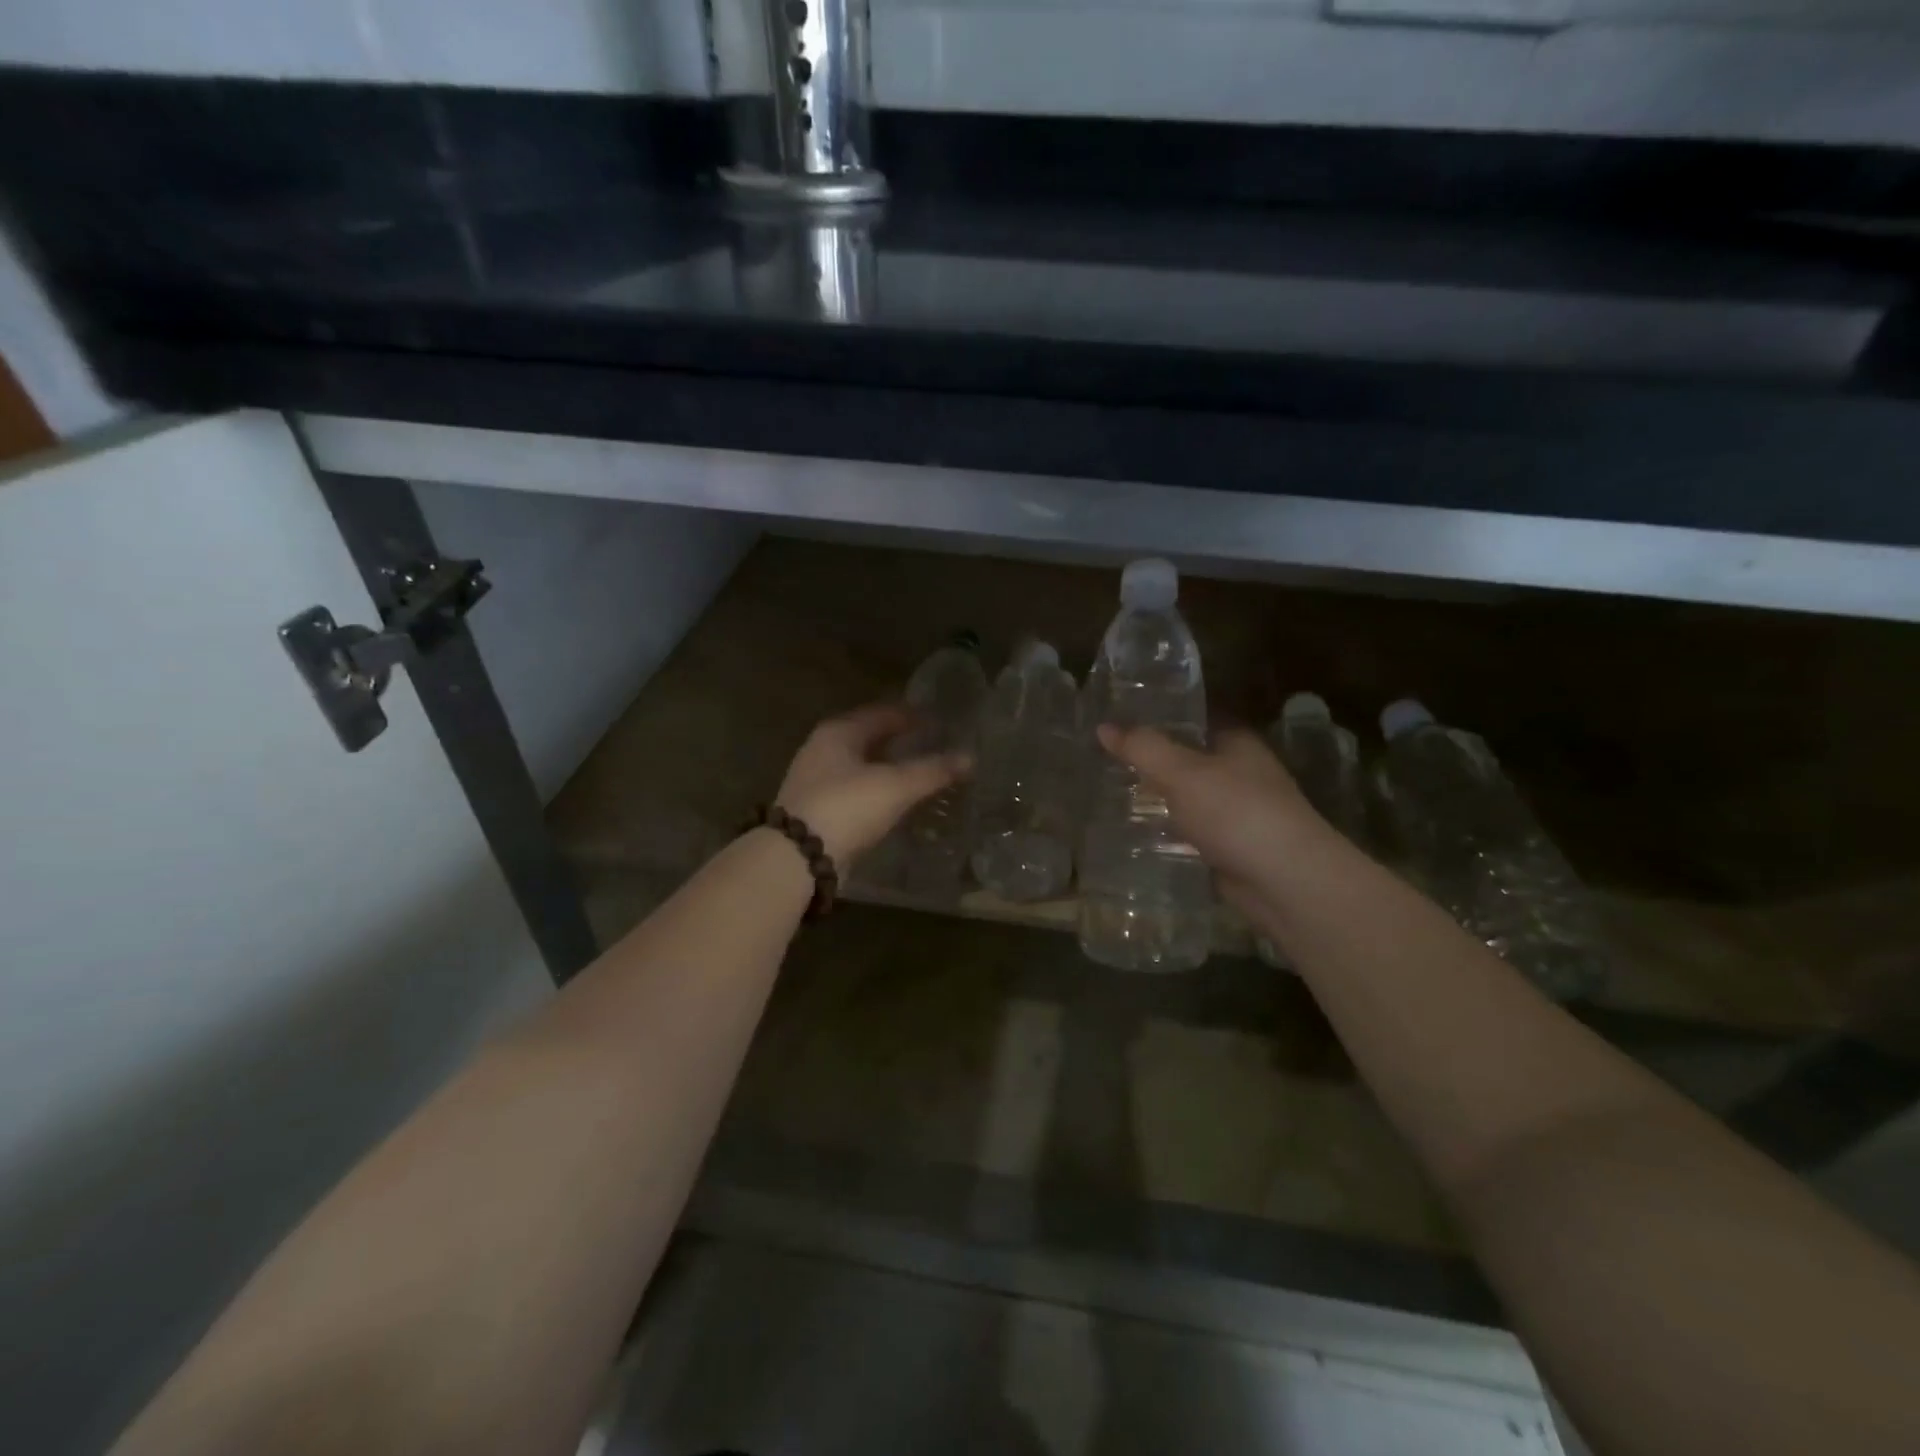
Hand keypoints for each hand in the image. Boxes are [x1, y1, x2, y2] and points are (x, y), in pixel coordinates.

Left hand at [776, 704, 967, 865]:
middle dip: (899, 741)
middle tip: (932, 746)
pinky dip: (876, 791)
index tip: (938, 721)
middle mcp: (822, 749)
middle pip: (869, 738)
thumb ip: (933, 771)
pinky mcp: (815, 810)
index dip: (912, 715)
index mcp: (839, 732)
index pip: (882, 713)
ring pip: (860, 766)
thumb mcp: (896, 786)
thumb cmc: (847, 806)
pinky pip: (854, 791)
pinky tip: (894, 802)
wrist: (797, 857)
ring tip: (918, 774)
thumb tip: (970, 757)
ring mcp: (815, 780)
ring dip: (887, 768)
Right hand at [1097, 724, 1328, 911]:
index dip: (1161, 714)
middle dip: (1153, 760)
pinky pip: (1191, 832)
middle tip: (1105, 758)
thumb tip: (1103, 726)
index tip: (1120, 717)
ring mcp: (1238, 812)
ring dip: (1159, 799)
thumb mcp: (1181, 772)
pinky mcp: (1231, 848)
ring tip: (1111, 794)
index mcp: (1237, 742)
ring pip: (1189, 798)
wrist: (1284, 881)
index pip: (1196, 717)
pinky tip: (1136, 834)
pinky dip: (1168, 832)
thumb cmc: (1236, 812)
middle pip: (1189, 758)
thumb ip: (1142, 748)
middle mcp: (1241, 772)